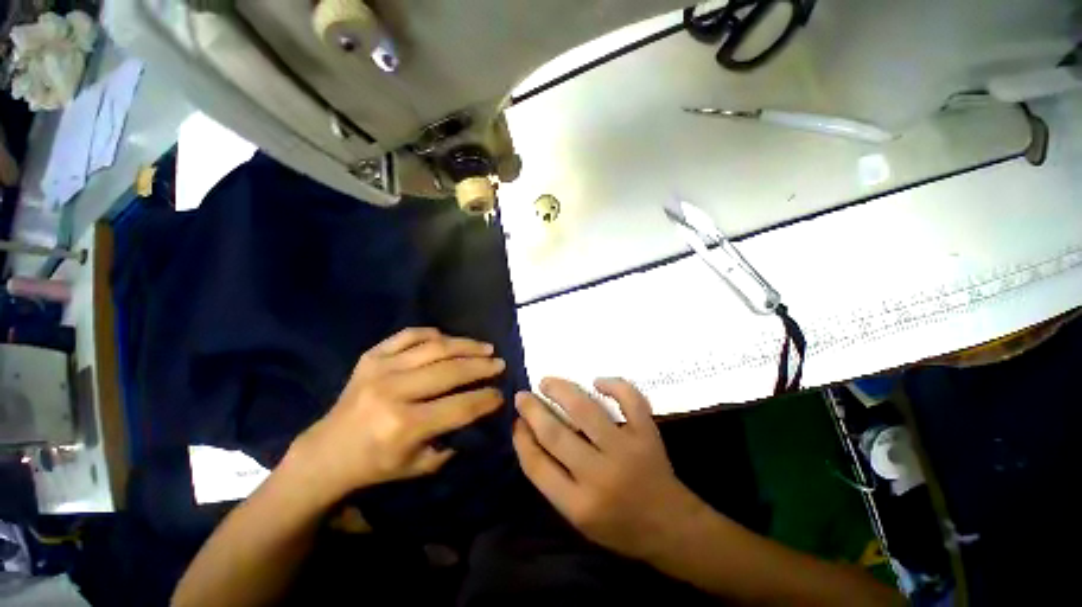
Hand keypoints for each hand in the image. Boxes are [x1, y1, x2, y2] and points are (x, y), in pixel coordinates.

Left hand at [287, 328, 505, 504]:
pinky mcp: (370, 356)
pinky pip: (409, 335)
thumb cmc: (376, 464)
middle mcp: (393, 392)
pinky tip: (448, 340)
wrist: (326, 453)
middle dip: (482, 366)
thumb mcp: (420, 465)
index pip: (460, 407)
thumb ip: (453, 437)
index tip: (501, 394)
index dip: (486, 399)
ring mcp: (380, 369)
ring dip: (466, 345)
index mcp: (404, 426)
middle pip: (450, 371)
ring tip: (485, 347)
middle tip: (499, 364)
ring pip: (435, 347)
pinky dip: (433, 334)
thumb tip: (478, 408)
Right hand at [513, 377, 708, 561]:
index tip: (516, 421)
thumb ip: (553, 479)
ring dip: (562, 390)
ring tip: (547, 382)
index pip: (538, 465)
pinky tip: (597, 381)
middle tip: (523, 395)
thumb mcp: (578, 518)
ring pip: (586, 410)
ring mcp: (626, 450)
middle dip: (534, 410)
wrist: (672, 527)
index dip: (522, 439)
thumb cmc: (619, 526)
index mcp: (579, 504)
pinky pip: (630, 400)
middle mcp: (600, 475)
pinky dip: (614, 385)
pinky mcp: (648, 434)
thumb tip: (530, 435)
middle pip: (556, 434)